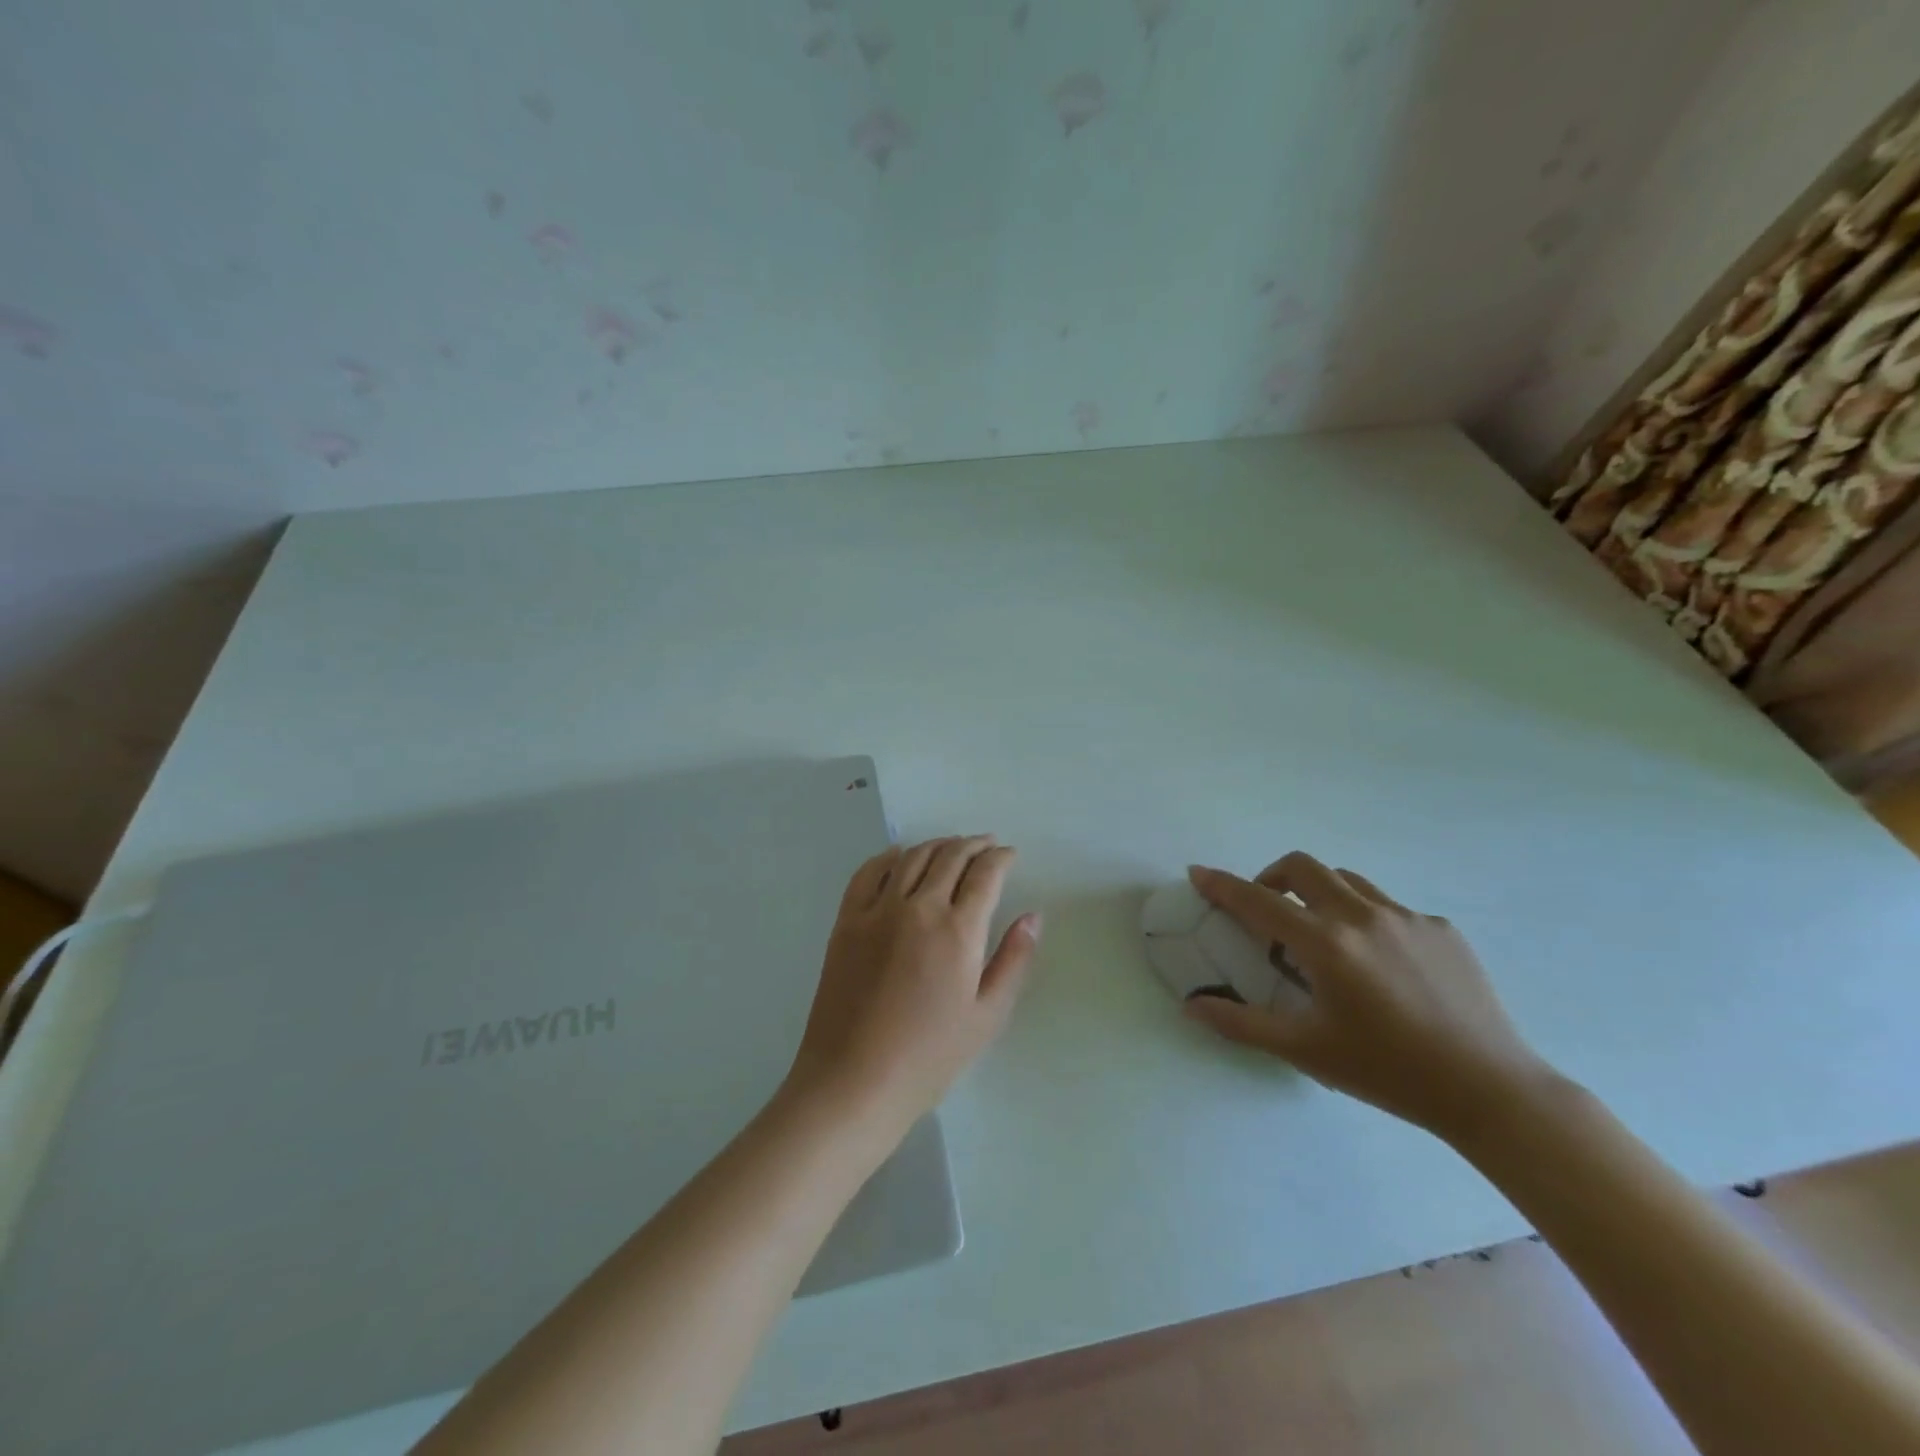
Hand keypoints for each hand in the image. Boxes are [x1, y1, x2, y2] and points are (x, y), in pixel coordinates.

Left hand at [785, 836, 1041, 1138]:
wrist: (854, 1080)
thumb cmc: (929, 1057)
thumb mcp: (987, 1016)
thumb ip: (1014, 960)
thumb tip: (1033, 916)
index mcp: (958, 930)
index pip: (985, 873)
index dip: (1001, 858)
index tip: (1009, 855)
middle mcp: (919, 908)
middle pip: (950, 856)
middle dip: (973, 845)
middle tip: (986, 845)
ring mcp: (878, 911)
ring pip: (912, 858)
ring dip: (937, 845)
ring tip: (951, 846)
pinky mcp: (847, 921)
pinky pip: (868, 873)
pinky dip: (888, 857)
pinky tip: (899, 856)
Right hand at [1183, 853, 1551, 1144]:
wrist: (1491, 1091)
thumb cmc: (1388, 1073)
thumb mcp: (1306, 1051)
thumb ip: (1242, 1024)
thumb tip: (1192, 1005)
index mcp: (1324, 943)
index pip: (1256, 900)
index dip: (1221, 884)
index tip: (1197, 873)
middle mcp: (1361, 916)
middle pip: (1302, 866)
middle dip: (1271, 876)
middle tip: (1265, 908)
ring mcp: (1406, 917)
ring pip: (1346, 881)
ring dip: (1319, 893)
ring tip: (1320, 932)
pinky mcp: (1441, 928)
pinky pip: (1389, 907)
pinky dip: (1366, 919)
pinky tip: (1378, 962)